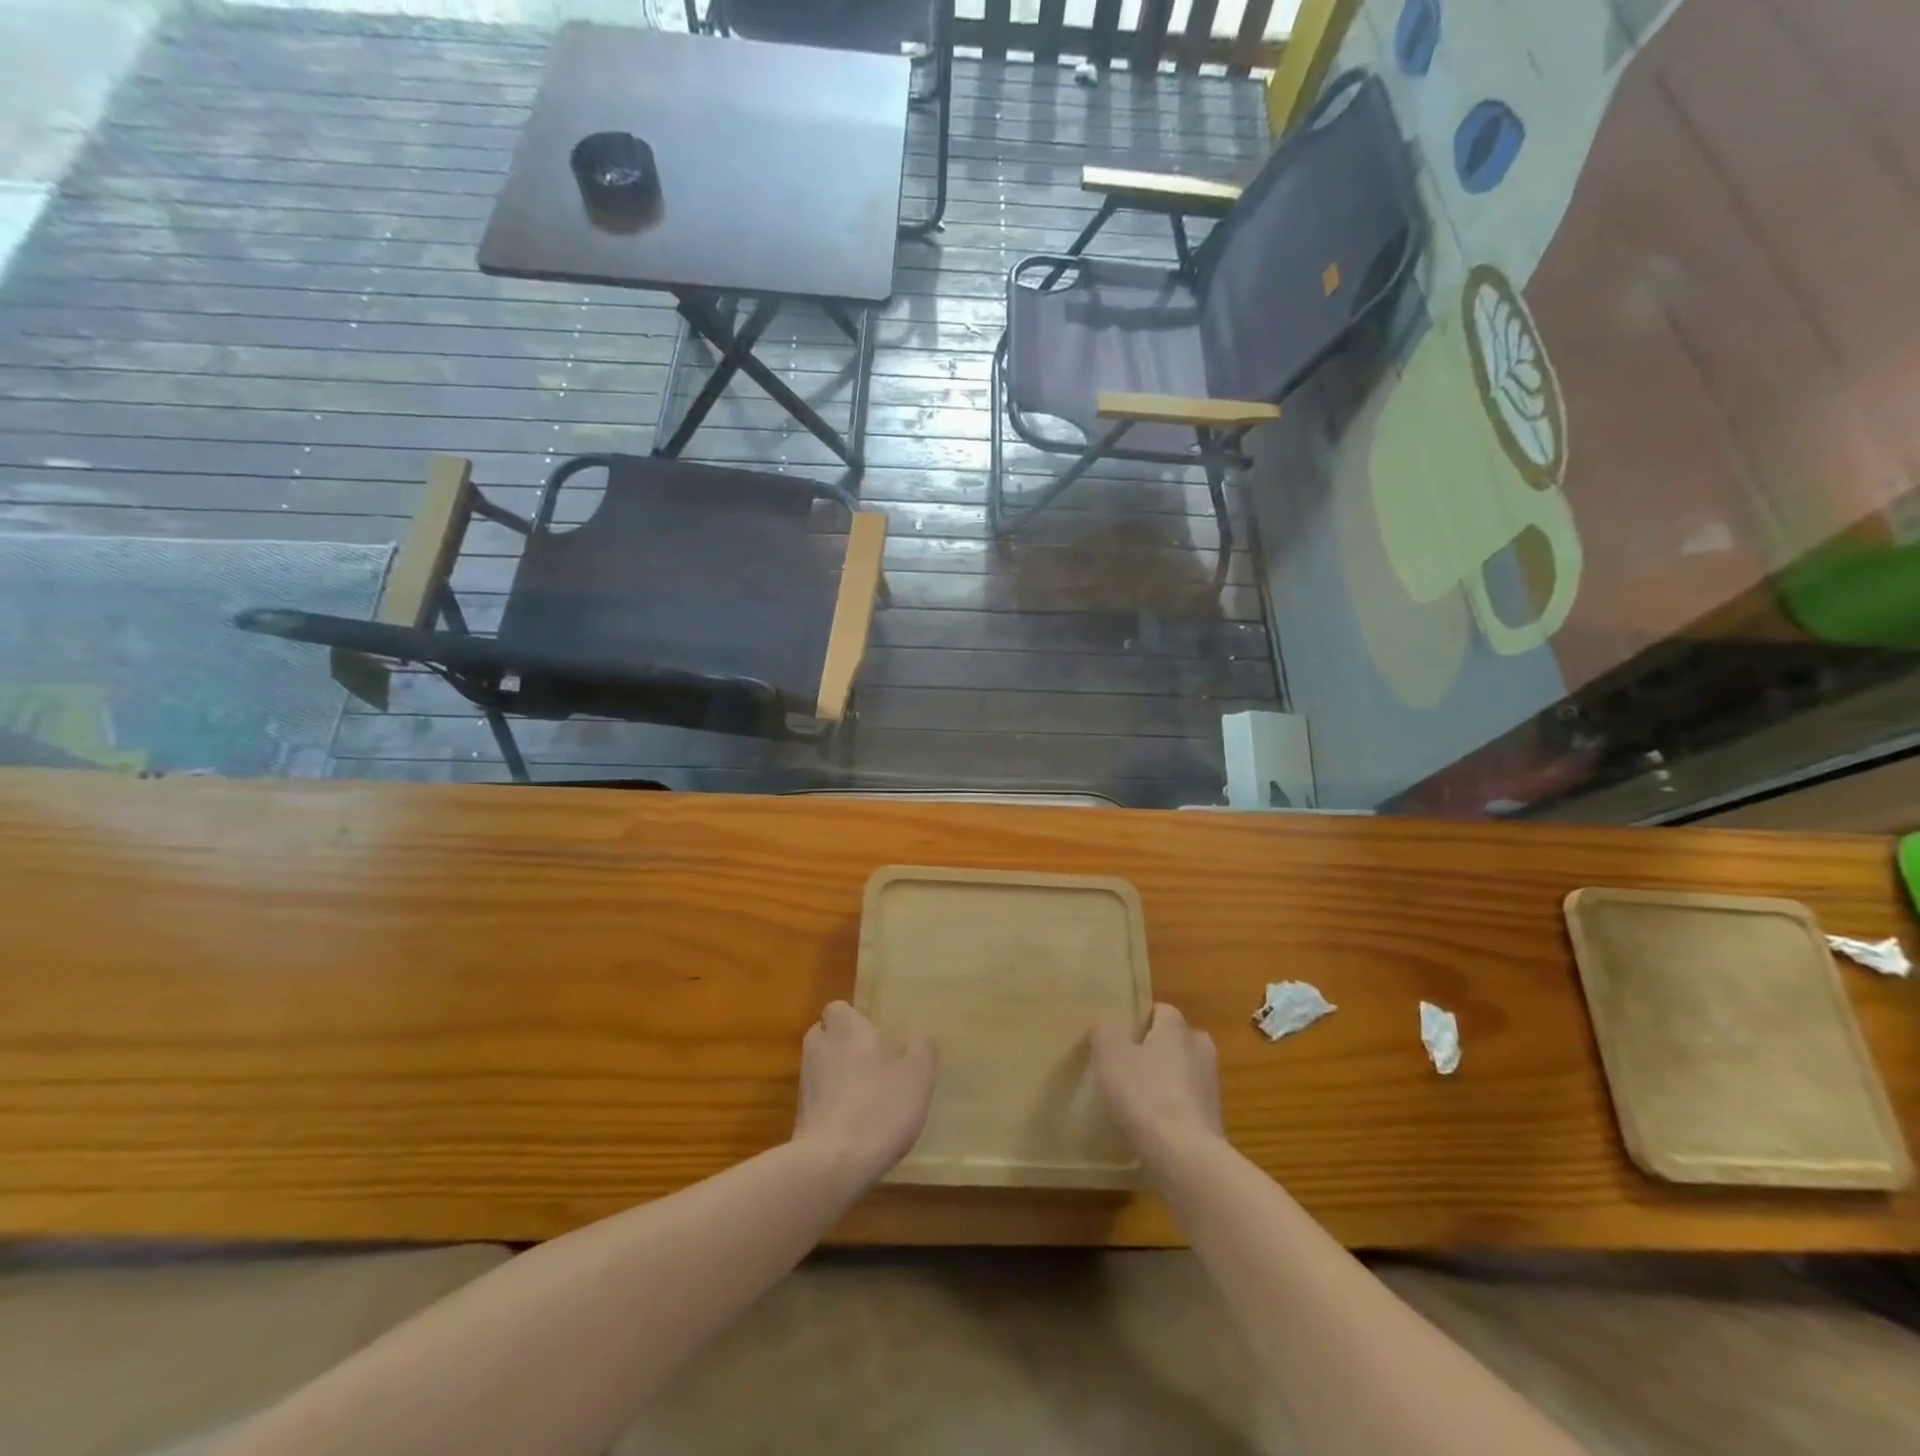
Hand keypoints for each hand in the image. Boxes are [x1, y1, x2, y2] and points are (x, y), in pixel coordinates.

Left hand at [794, 1001, 935, 1182]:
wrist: (831, 1166)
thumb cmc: (878, 1109)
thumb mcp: (916, 1077)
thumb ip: (921, 1050)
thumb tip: (920, 1034)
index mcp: (845, 1029)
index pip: (838, 1008)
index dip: (854, 1018)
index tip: (876, 1033)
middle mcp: (819, 1049)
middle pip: (825, 1035)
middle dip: (843, 1044)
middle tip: (874, 1059)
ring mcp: (805, 1084)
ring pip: (821, 1067)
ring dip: (837, 1075)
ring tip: (868, 1093)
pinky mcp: (800, 1118)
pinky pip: (818, 1099)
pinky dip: (832, 1104)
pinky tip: (856, 1123)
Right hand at [1091, 1002, 1223, 1164]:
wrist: (1185, 1157)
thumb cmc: (1144, 1094)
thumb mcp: (1110, 1053)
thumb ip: (1106, 1029)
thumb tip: (1108, 1021)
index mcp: (1177, 1029)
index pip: (1162, 1010)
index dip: (1141, 1019)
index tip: (1121, 1035)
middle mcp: (1199, 1051)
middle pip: (1179, 1040)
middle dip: (1159, 1048)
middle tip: (1131, 1063)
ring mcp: (1211, 1088)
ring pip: (1185, 1073)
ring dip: (1167, 1080)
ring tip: (1138, 1097)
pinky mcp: (1213, 1122)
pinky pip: (1188, 1105)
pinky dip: (1174, 1110)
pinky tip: (1152, 1125)